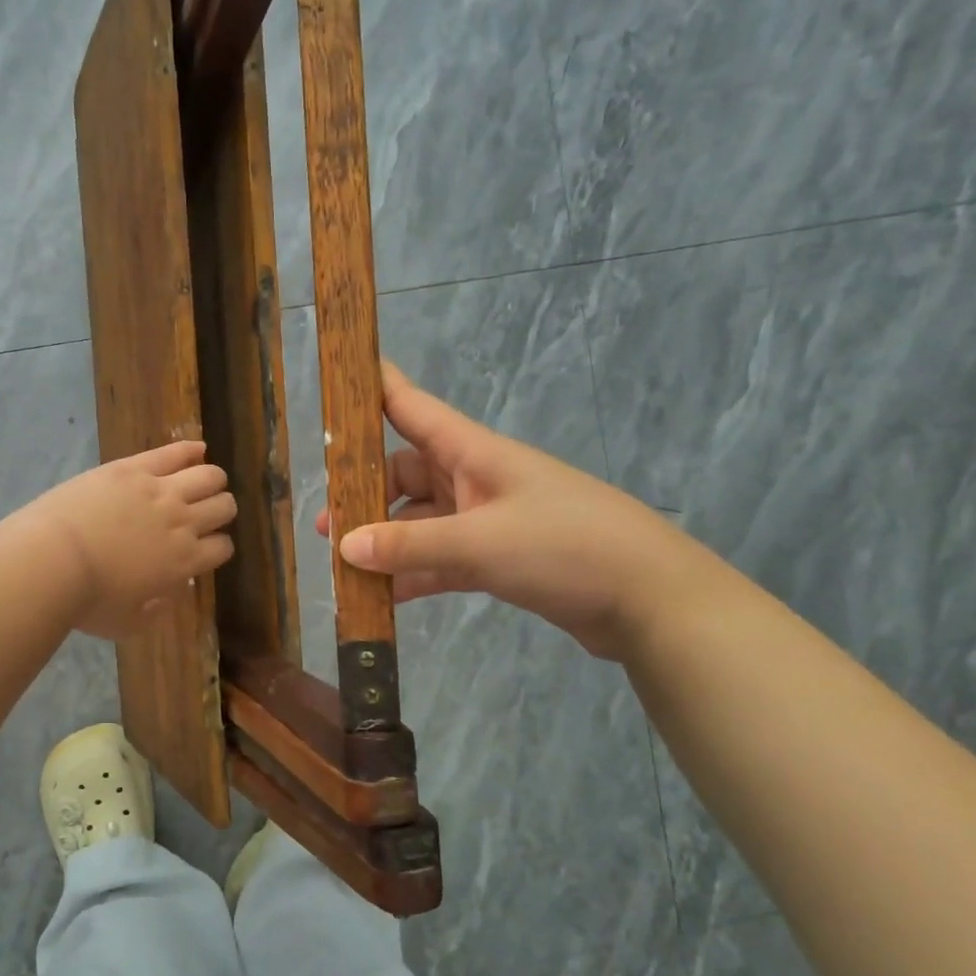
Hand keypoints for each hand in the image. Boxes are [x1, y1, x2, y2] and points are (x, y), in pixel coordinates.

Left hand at [1, 440, 236, 638]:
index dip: (219, 547)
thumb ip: (155, 611)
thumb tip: (169, 593)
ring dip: (212, 480)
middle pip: (224, 507)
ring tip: (206, 482)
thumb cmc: (87, 601)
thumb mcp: (128, 622)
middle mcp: (183, 522)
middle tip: (208, 513)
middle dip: (221, 510)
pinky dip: (192, 448)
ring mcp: (160, 491)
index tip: (207, 548)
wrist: (52, 561)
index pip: (222, 548)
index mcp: (184, 562)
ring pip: (209, 476)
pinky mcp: (134, 468)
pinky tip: (199, 448)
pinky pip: (175, 452)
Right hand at [317, 364, 706, 659]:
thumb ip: (410, 545)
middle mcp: (476, 479)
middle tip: (325, 525)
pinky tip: (384, 597)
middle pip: (406, 473)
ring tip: (344, 566)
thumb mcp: (480, 543)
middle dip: (364, 494)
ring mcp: (488, 521)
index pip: (412, 408)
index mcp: (474, 453)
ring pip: (422, 522)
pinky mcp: (499, 559)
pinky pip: (443, 559)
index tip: (338, 375)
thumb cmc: (566, 547)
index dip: (375, 388)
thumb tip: (343, 546)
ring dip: (386, 541)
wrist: (650, 599)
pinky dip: (415, 574)